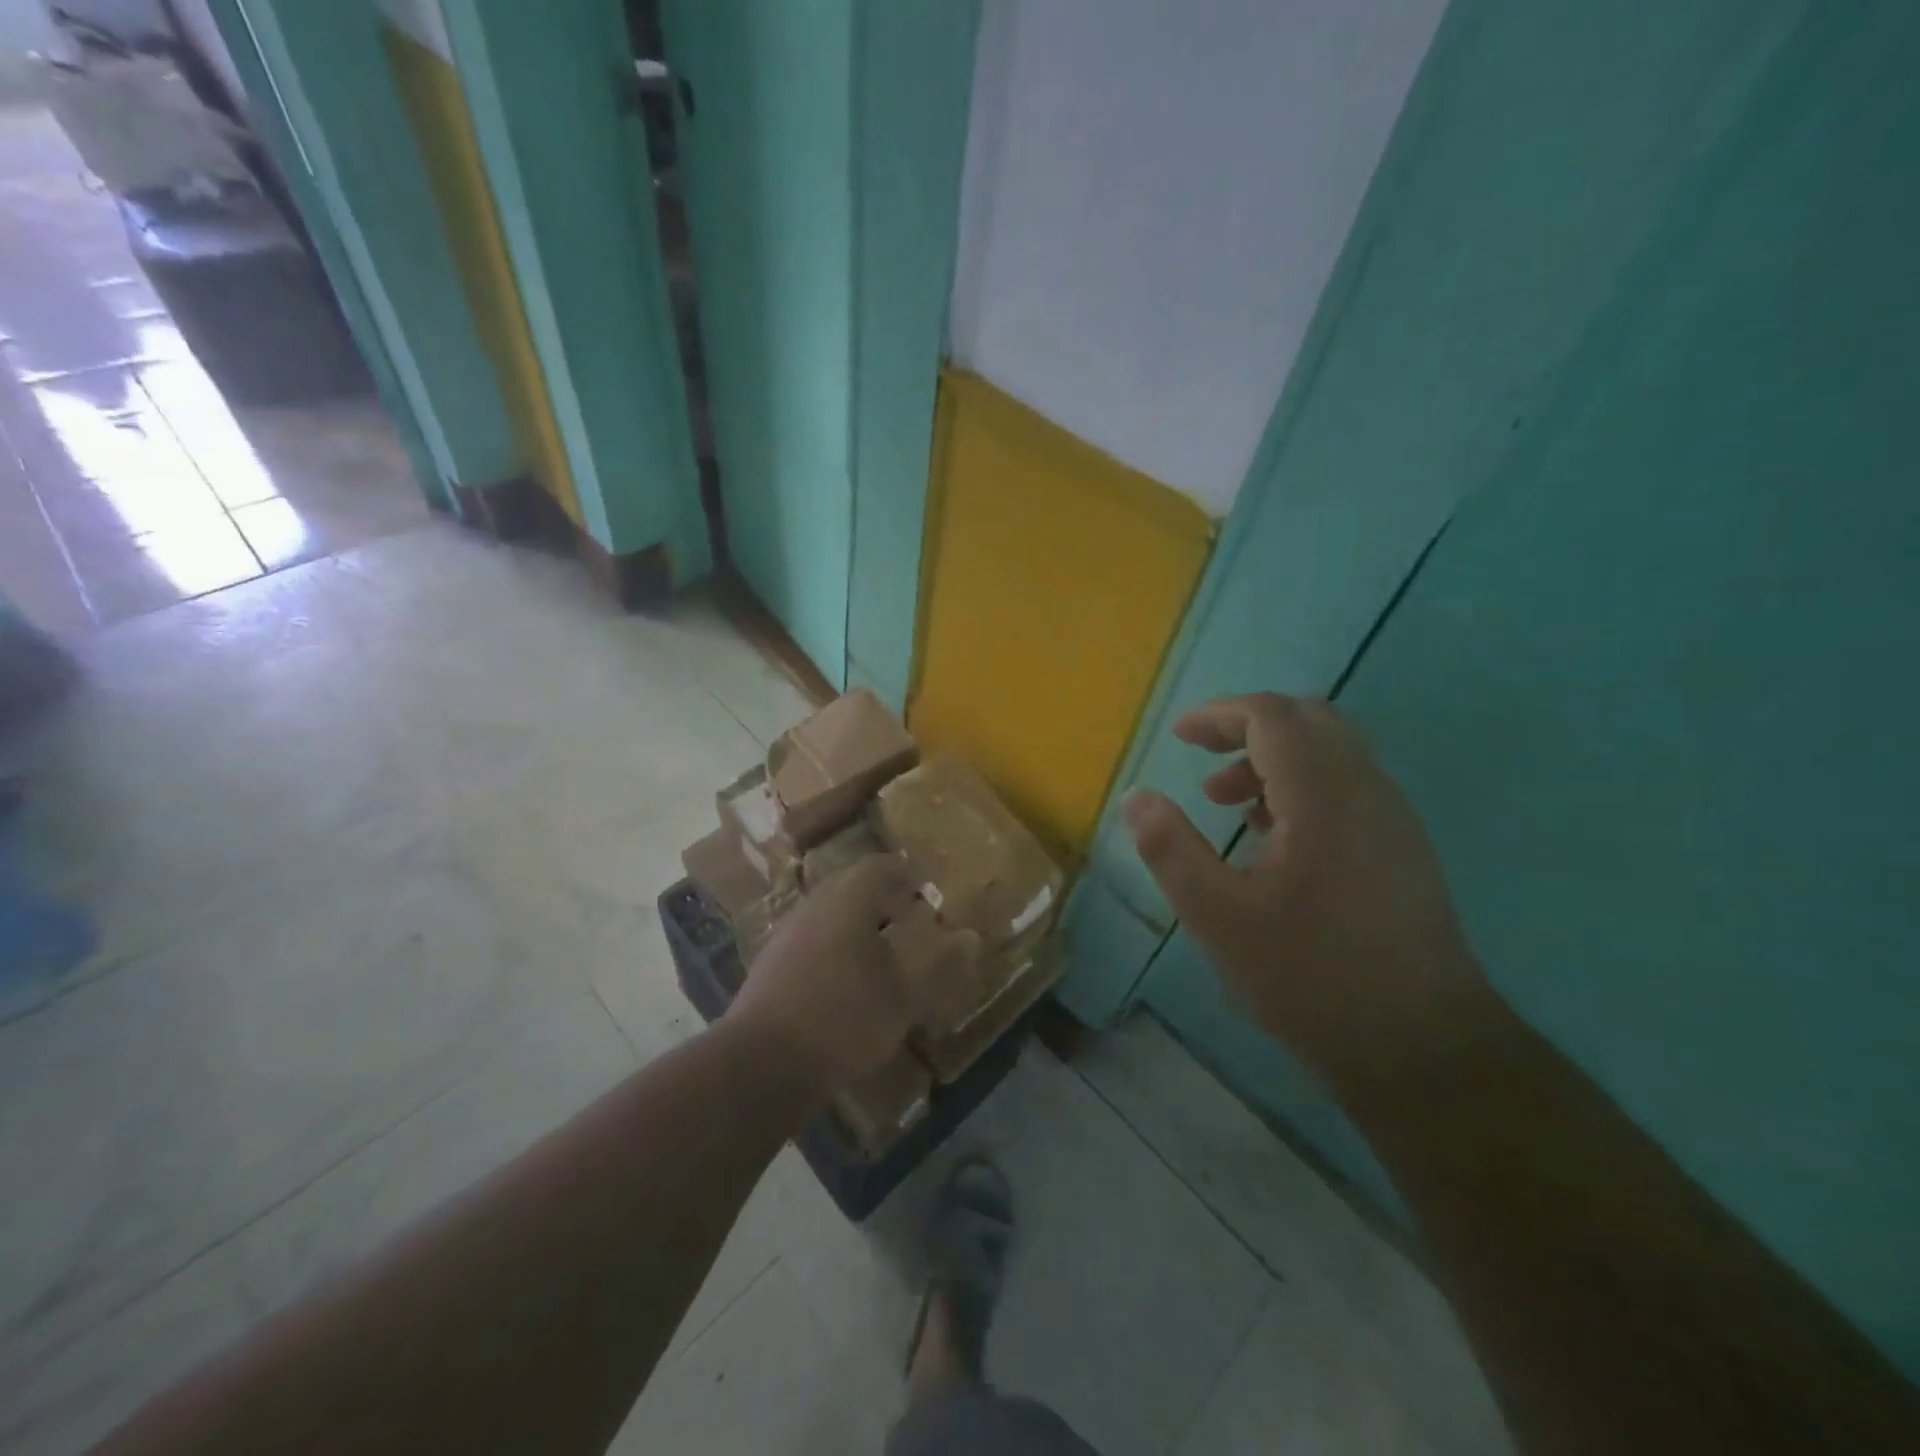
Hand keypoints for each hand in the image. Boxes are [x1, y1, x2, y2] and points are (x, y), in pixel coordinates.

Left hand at [725, 853, 974, 1095]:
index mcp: (847, 903)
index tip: (924, 884)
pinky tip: (845, 979)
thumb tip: (971, 939)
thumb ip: (940, 969)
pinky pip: (811, 940)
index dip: (904, 872)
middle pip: (849, 887)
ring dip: (855, 922)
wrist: (760, 1065)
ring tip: (881, 948)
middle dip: (880, 896)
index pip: (878, 867)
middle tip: (907, 912)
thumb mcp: (903, 1000)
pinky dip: (834, 946)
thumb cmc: (843, 1020)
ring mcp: (786, 937)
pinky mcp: (769, 967)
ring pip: (827, 914)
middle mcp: (813, 909)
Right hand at [1124, 693, 1500, 1099]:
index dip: (1218, 715)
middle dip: (1247, 728)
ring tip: (1227, 805)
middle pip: (1308, 720)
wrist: (1422, 1048)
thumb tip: (1137, 797)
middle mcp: (1367, 790)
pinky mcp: (1404, 849)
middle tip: (1202, 759)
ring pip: (1332, 752)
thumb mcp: (1217, 916)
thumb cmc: (1310, 977)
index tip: (1178, 737)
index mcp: (1323, 796)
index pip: (1271, 716)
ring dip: (1274, 760)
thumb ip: (1169, 848)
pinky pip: (1349, 786)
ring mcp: (1394, 819)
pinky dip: (1302, 786)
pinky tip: (1272, 838)